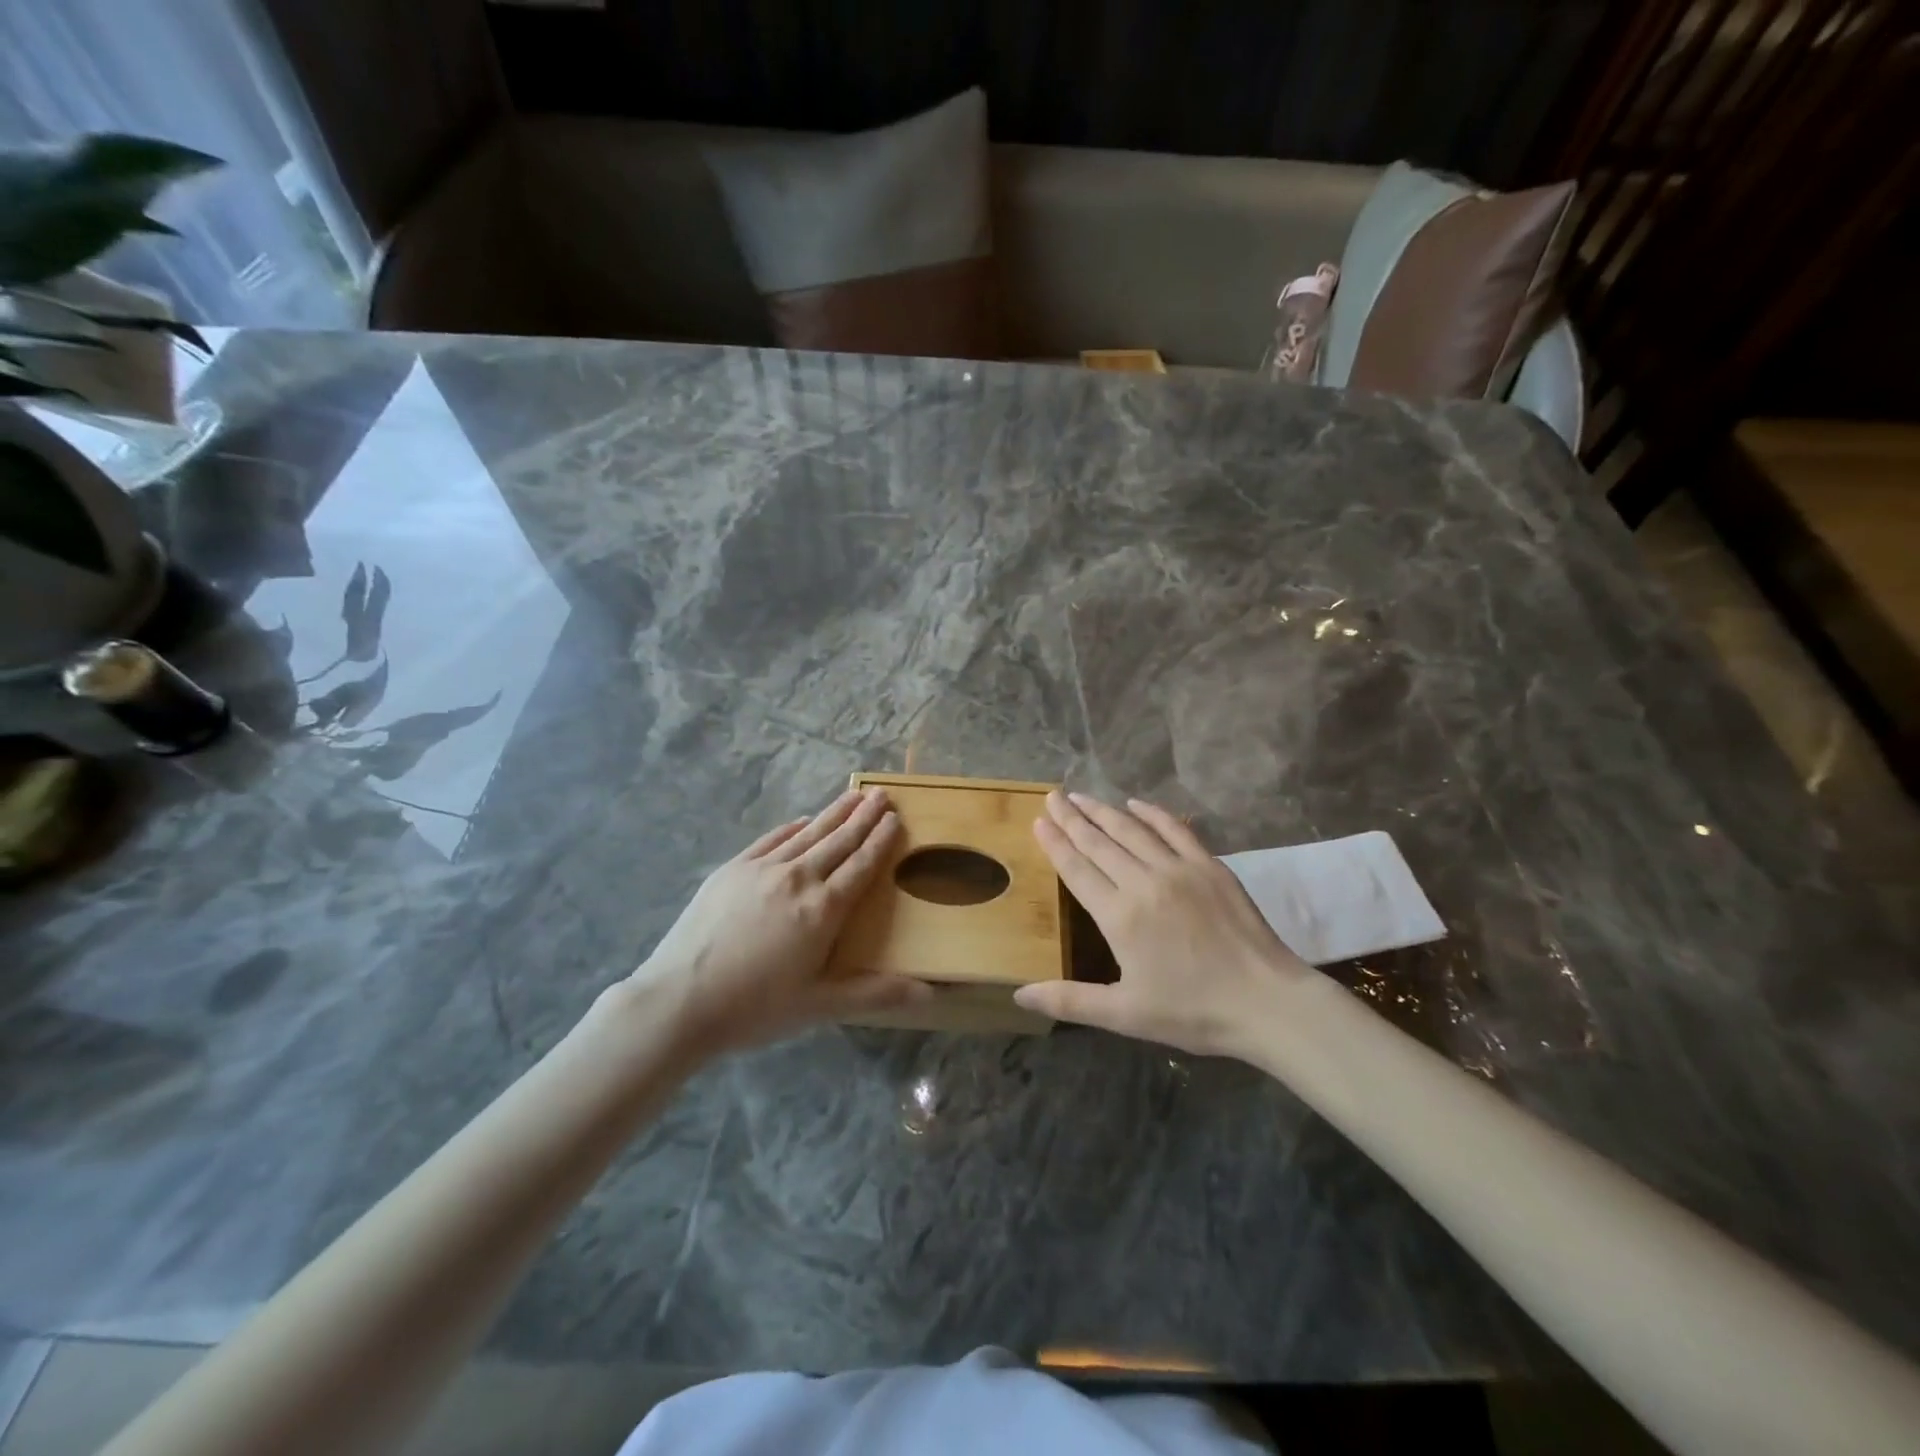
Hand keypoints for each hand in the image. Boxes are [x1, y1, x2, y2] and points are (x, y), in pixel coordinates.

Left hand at [622, 788, 928, 1054]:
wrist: (679, 1000)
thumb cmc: (755, 1008)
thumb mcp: (820, 1006)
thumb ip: (875, 993)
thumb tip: (930, 993)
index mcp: (824, 909)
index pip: (861, 865)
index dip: (880, 840)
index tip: (894, 818)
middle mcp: (798, 878)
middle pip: (838, 841)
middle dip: (863, 817)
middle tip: (882, 795)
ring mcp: (762, 869)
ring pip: (807, 834)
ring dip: (833, 814)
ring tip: (853, 796)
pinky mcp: (732, 870)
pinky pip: (771, 839)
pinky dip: (792, 827)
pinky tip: (802, 820)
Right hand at [1014, 792, 1312, 1058]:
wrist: (1267, 1002)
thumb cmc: (1192, 1011)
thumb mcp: (1124, 1014)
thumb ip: (1069, 1000)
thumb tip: (1019, 995)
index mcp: (1119, 916)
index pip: (1077, 869)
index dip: (1055, 843)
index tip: (1038, 820)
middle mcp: (1144, 882)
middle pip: (1099, 842)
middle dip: (1072, 818)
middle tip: (1052, 796)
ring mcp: (1179, 869)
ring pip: (1132, 830)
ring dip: (1103, 811)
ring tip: (1081, 796)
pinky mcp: (1210, 866)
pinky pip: (1175, 829)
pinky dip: (1153, 813)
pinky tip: (1136, 803)